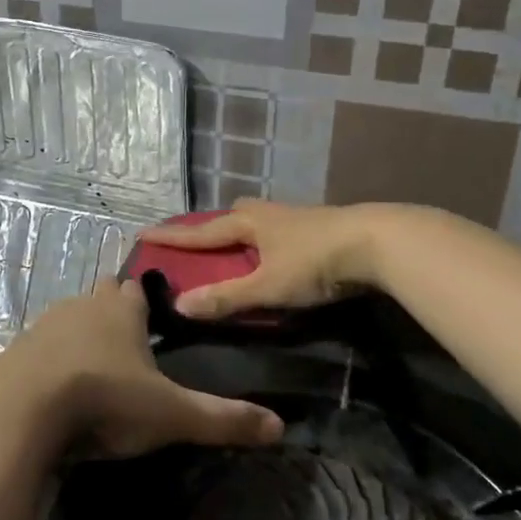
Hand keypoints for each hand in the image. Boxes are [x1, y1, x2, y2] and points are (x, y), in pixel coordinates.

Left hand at [1, 278, 282, 457]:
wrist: (22, 408)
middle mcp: (84, 306)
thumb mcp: (170, 415)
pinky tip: (56, 386)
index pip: (137, 290)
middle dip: (113, 313)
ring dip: (80, 335)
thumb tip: (280, 427)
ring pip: (69, 318)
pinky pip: (41, 346)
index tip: (154, 319)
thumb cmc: (105, 399)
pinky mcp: (18, 349)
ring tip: (93, 368)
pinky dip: (51, 359)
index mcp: (121, 311)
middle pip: (102, 297)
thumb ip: (222, 419)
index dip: (146, 302)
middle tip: (127, 345)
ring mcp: (46, 325)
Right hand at [137, 199, 379, 319]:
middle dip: (213, 228)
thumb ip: (226, 298)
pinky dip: (267, 242)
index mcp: (249, 224)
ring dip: (243, 234)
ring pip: (259, 221)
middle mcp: (268, 215)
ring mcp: (297, 218)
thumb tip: (179, 305)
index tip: (143, 234)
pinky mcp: (320, 227)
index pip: (201, 232)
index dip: (173, 237)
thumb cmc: (315, 262)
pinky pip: (279, 231)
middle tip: (201, 244)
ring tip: (238, 252)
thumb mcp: (267, 286)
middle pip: (232, 216)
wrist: (377, 242)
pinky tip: (277, 256)